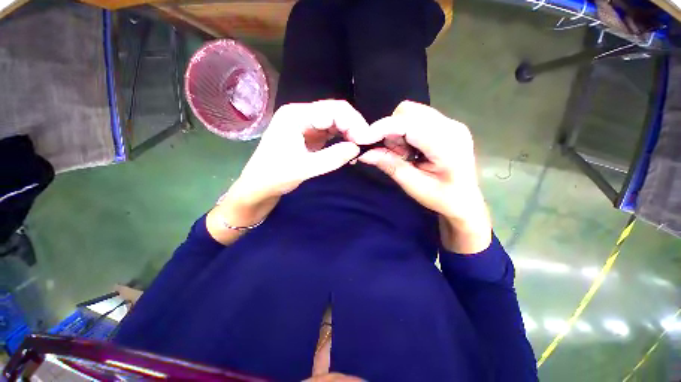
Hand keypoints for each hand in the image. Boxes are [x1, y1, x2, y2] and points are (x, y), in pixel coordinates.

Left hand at [207, 100, 365, 243]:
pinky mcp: (307, 135)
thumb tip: (357, 148)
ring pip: (333, 122)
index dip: (353, 122)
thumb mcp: (305, 168)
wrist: (259, 187)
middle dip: (352, 126)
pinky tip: (347, 148)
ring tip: (357, 147)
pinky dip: (340, 139)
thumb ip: (333, 158)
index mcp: (296, 115)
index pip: (333, 110)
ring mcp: (304, 124)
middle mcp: (300, 114)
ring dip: (348, 132)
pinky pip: (329, 132)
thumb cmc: (275, 176)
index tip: (364, 140)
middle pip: (334, 112)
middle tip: (364, 144)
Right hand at [347, 101, 491, 253]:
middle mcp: (451, 126)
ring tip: (404, 154)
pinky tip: (410, 149)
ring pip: (410, 113)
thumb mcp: (413, 186)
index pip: (409, 124)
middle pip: (408, 112)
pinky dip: (404, 131)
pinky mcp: (445, 125)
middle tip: (393, 154)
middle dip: (391, 131)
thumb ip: (390, 165)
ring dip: (397, 131)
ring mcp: (450, 123)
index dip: (382, 128)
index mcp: (447, 145)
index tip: (362, 139)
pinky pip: (416, 118)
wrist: (465, 201)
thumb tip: (364, 153)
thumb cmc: (442, 198)